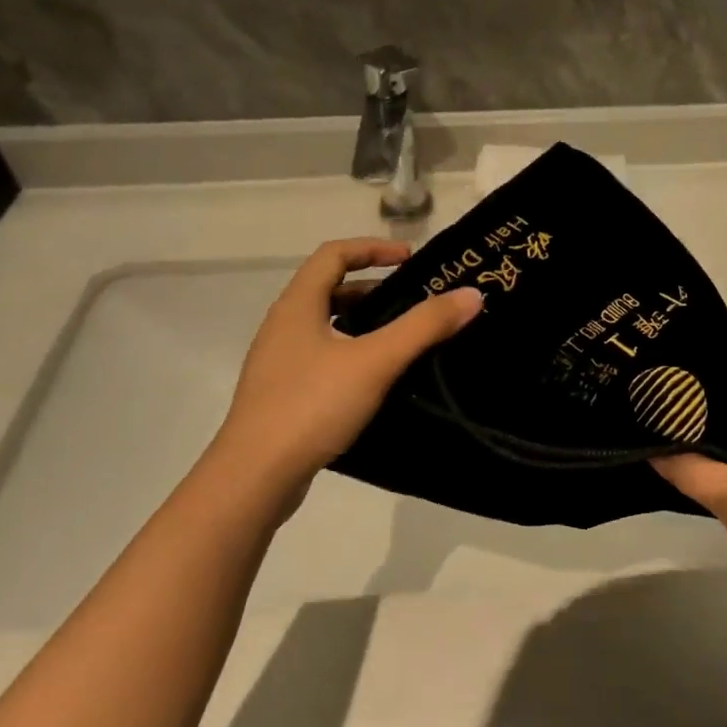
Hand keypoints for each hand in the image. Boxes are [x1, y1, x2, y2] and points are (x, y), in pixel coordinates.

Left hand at [211, 238, 481, 491]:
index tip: (410, 258)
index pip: (333, 255)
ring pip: (325, 327)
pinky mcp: (282, 396)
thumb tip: (472, 294)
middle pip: (328, 290)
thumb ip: (424, 326)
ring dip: (363, 324)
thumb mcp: (375, 361)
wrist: (254, 477)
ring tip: (402, 341)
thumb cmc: (312, 405)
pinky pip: (322, 359)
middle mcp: (283, 327)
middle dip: (373, 289)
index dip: (372, 248)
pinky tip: (377, 382)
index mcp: (297, 306)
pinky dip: (352, 355)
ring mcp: (279, 364)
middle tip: (413, 303)